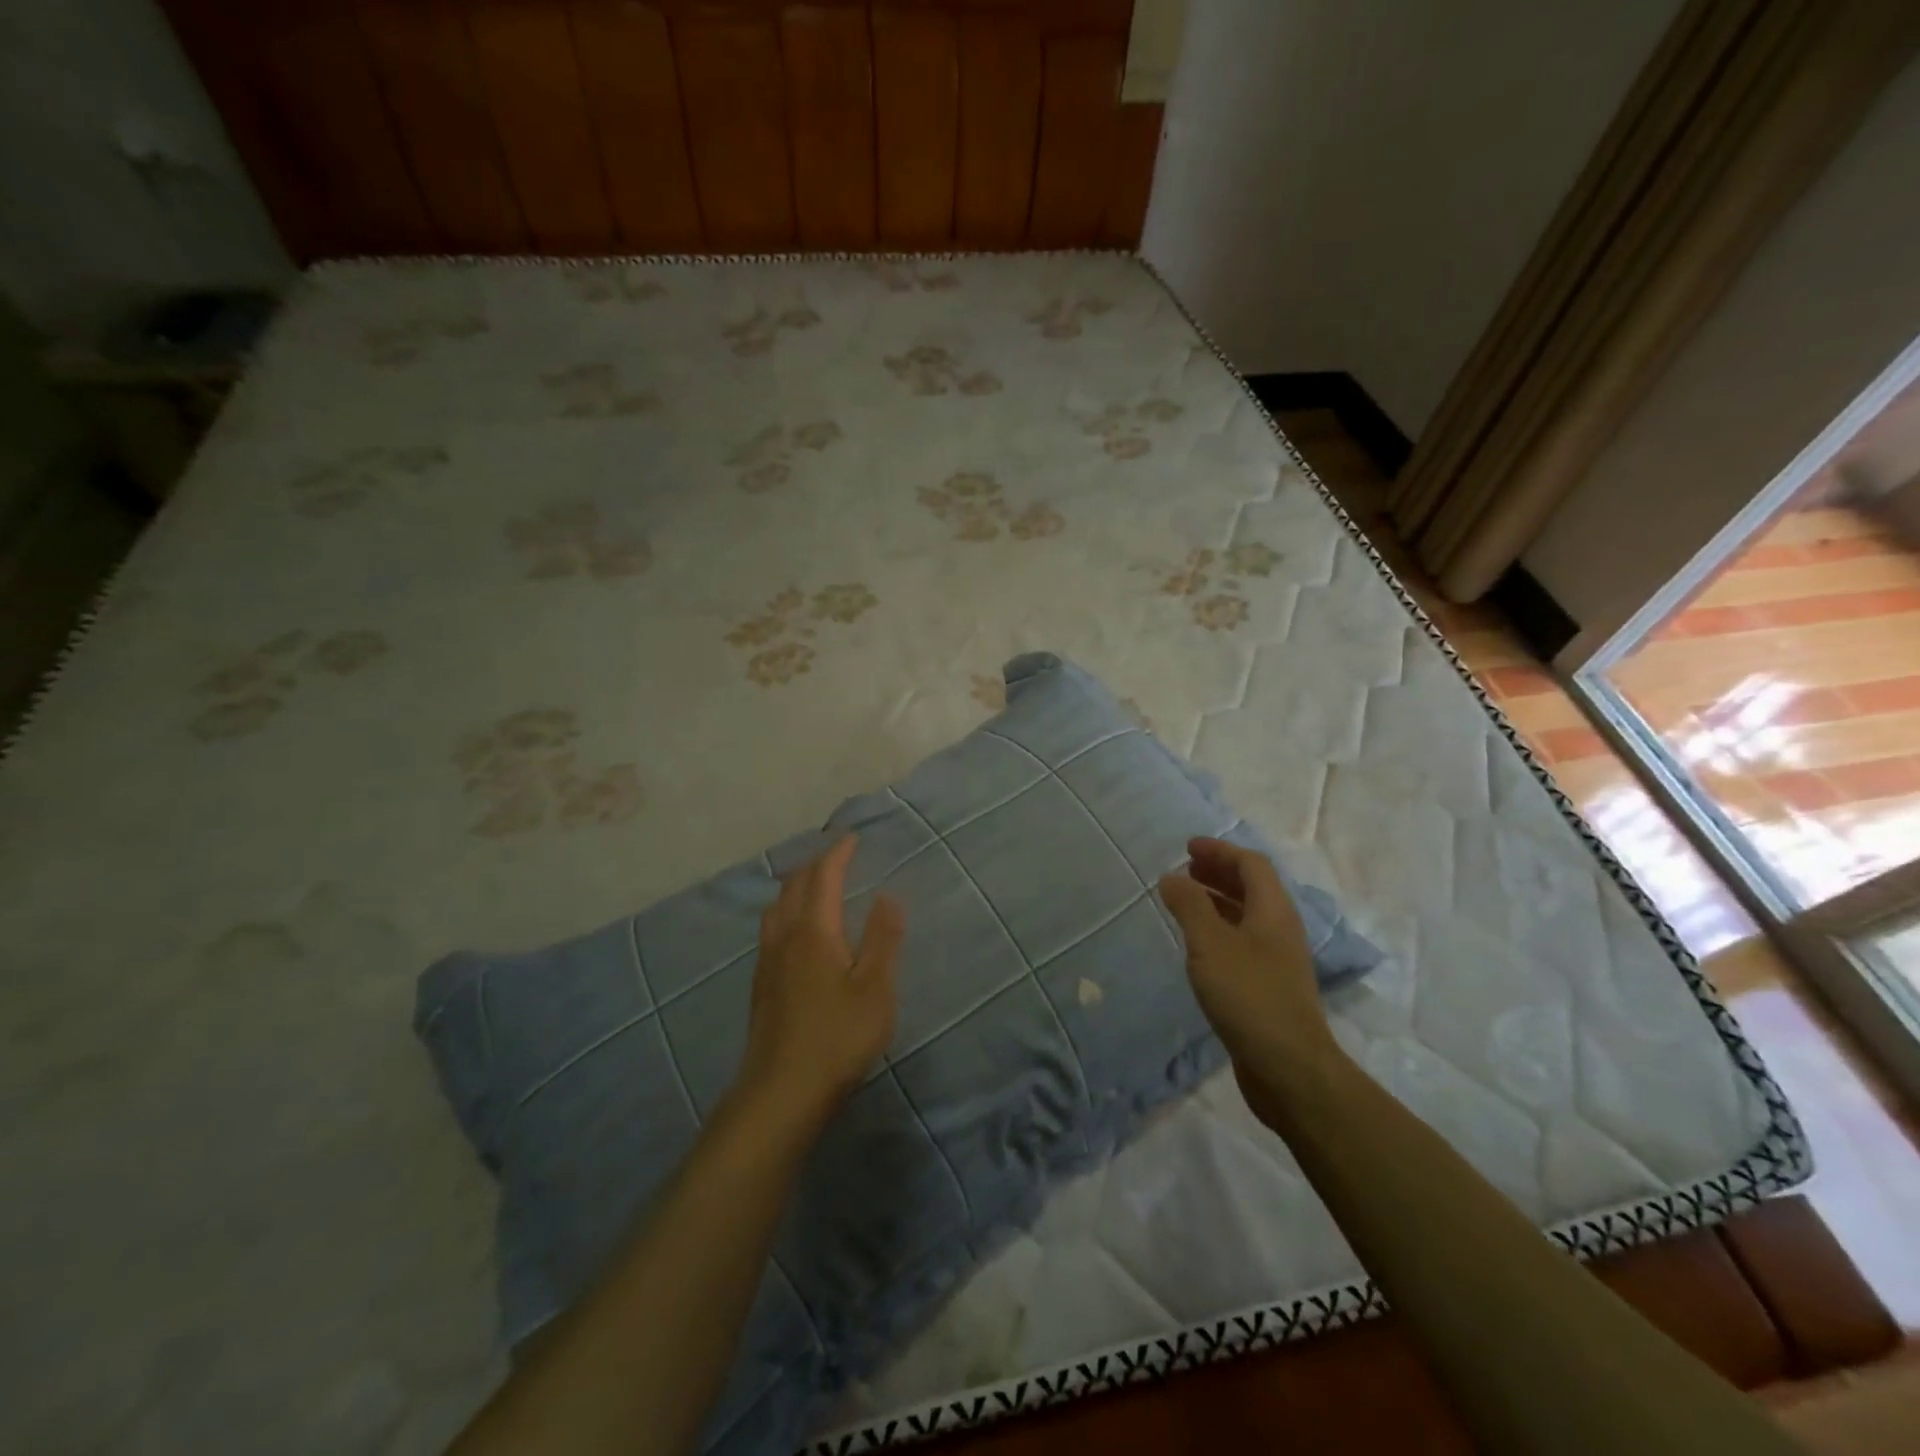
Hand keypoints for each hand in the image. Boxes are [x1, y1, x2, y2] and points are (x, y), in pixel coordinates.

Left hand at [733, 836, 904, 1130]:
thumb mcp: (875, 988)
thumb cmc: (837, 1037)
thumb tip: (889, 895)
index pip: (823, 876)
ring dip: (796, 885)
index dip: (838, 853)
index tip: (852, 837)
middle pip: (794, 885)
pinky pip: (771, 927)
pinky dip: (786, 909)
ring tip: (815, 884)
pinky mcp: (761, 983)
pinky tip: (795, 930)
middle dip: (815, 863)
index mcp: (814, 929)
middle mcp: (785, 936)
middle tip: (837, 855)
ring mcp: (767, 960)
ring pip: (777, 905)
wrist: (781, 1092)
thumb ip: (883, 938)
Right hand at [1158, 837, 1341, 1126]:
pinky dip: (1218, 930)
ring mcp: (1277, 960)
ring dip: (1217, 901)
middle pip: (1252, 887)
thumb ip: (1189, 906)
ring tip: (1184, 901)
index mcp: (1273, 911)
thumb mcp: (1210, 944)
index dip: (1220, 850)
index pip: (1251, 864)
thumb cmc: (1249, 996)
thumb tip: (1171, 876)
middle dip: (1218, 872)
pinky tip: (1197, 945)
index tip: (1187, 848)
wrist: (1289, 1068)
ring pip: (1246, 916)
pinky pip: (1242, 942)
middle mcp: (1280, 929)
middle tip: (1184, 870)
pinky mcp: (1268, 987)